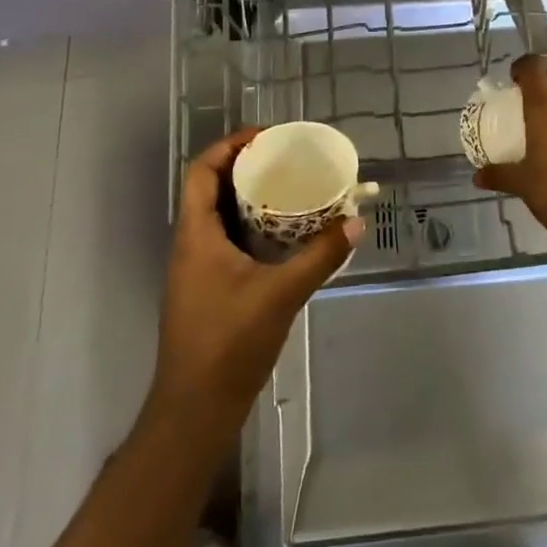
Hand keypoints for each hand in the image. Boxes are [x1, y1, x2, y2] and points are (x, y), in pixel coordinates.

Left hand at [149, 128, 362, 441]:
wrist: (195, 410)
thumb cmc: (228, 343)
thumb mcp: (281, 294)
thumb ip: (320, 256)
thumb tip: (355, 222)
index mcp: (196, 235)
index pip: (202, 171)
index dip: (229, 145)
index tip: (267, 136)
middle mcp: (191, 244)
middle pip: (211, 188)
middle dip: (246, 166)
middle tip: (287, 158)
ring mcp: (197, 268)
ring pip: (219, 215)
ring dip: (249, 196)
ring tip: (290, 186)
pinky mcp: (208, 288)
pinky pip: (228, 239)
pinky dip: (252, 225)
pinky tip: (284, 234)